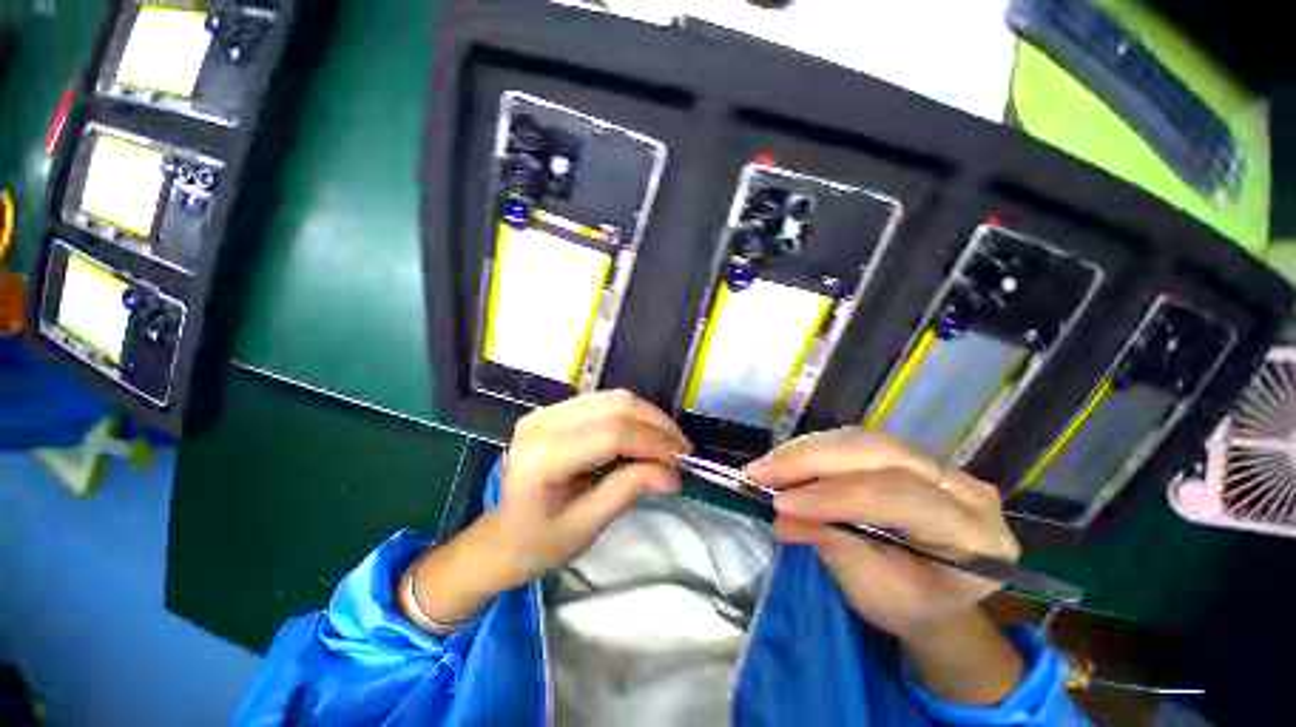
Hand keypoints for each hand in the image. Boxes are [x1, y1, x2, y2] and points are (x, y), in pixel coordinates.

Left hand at [497, 389, 690, 578]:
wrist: (503, 535)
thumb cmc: (539, 542)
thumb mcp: (585, 527)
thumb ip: (627, 492)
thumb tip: (673, 474)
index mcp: (542, 456)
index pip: (611, 434)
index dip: (652, 442)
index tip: (681, 459)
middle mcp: (542, 422)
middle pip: (614, 406)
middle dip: (656, 424)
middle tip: (681, 448)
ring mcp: (547, 411)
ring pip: (612, 398)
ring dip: (647, 416)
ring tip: (669, 441)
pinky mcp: (555, 410)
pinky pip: (604, 402)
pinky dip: (632, 415)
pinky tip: (645, 434)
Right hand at [746, 429, 1024, 704]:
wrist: (934, 595)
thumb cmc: (912, 605)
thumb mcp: (877, 593)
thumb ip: (836, 548)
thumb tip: (784, 517)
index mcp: (976, 534)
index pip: (899, 496)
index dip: (833, 496)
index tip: (780, 503)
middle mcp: (964, 487)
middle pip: (879, 453)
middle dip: (811, 460)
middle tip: (761, 471)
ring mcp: (937, 464)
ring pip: (862, 440)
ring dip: (806, 451)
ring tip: (766, 466)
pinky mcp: (907, 455)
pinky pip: (855, 442)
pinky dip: (813, 450)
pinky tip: (786, 461)